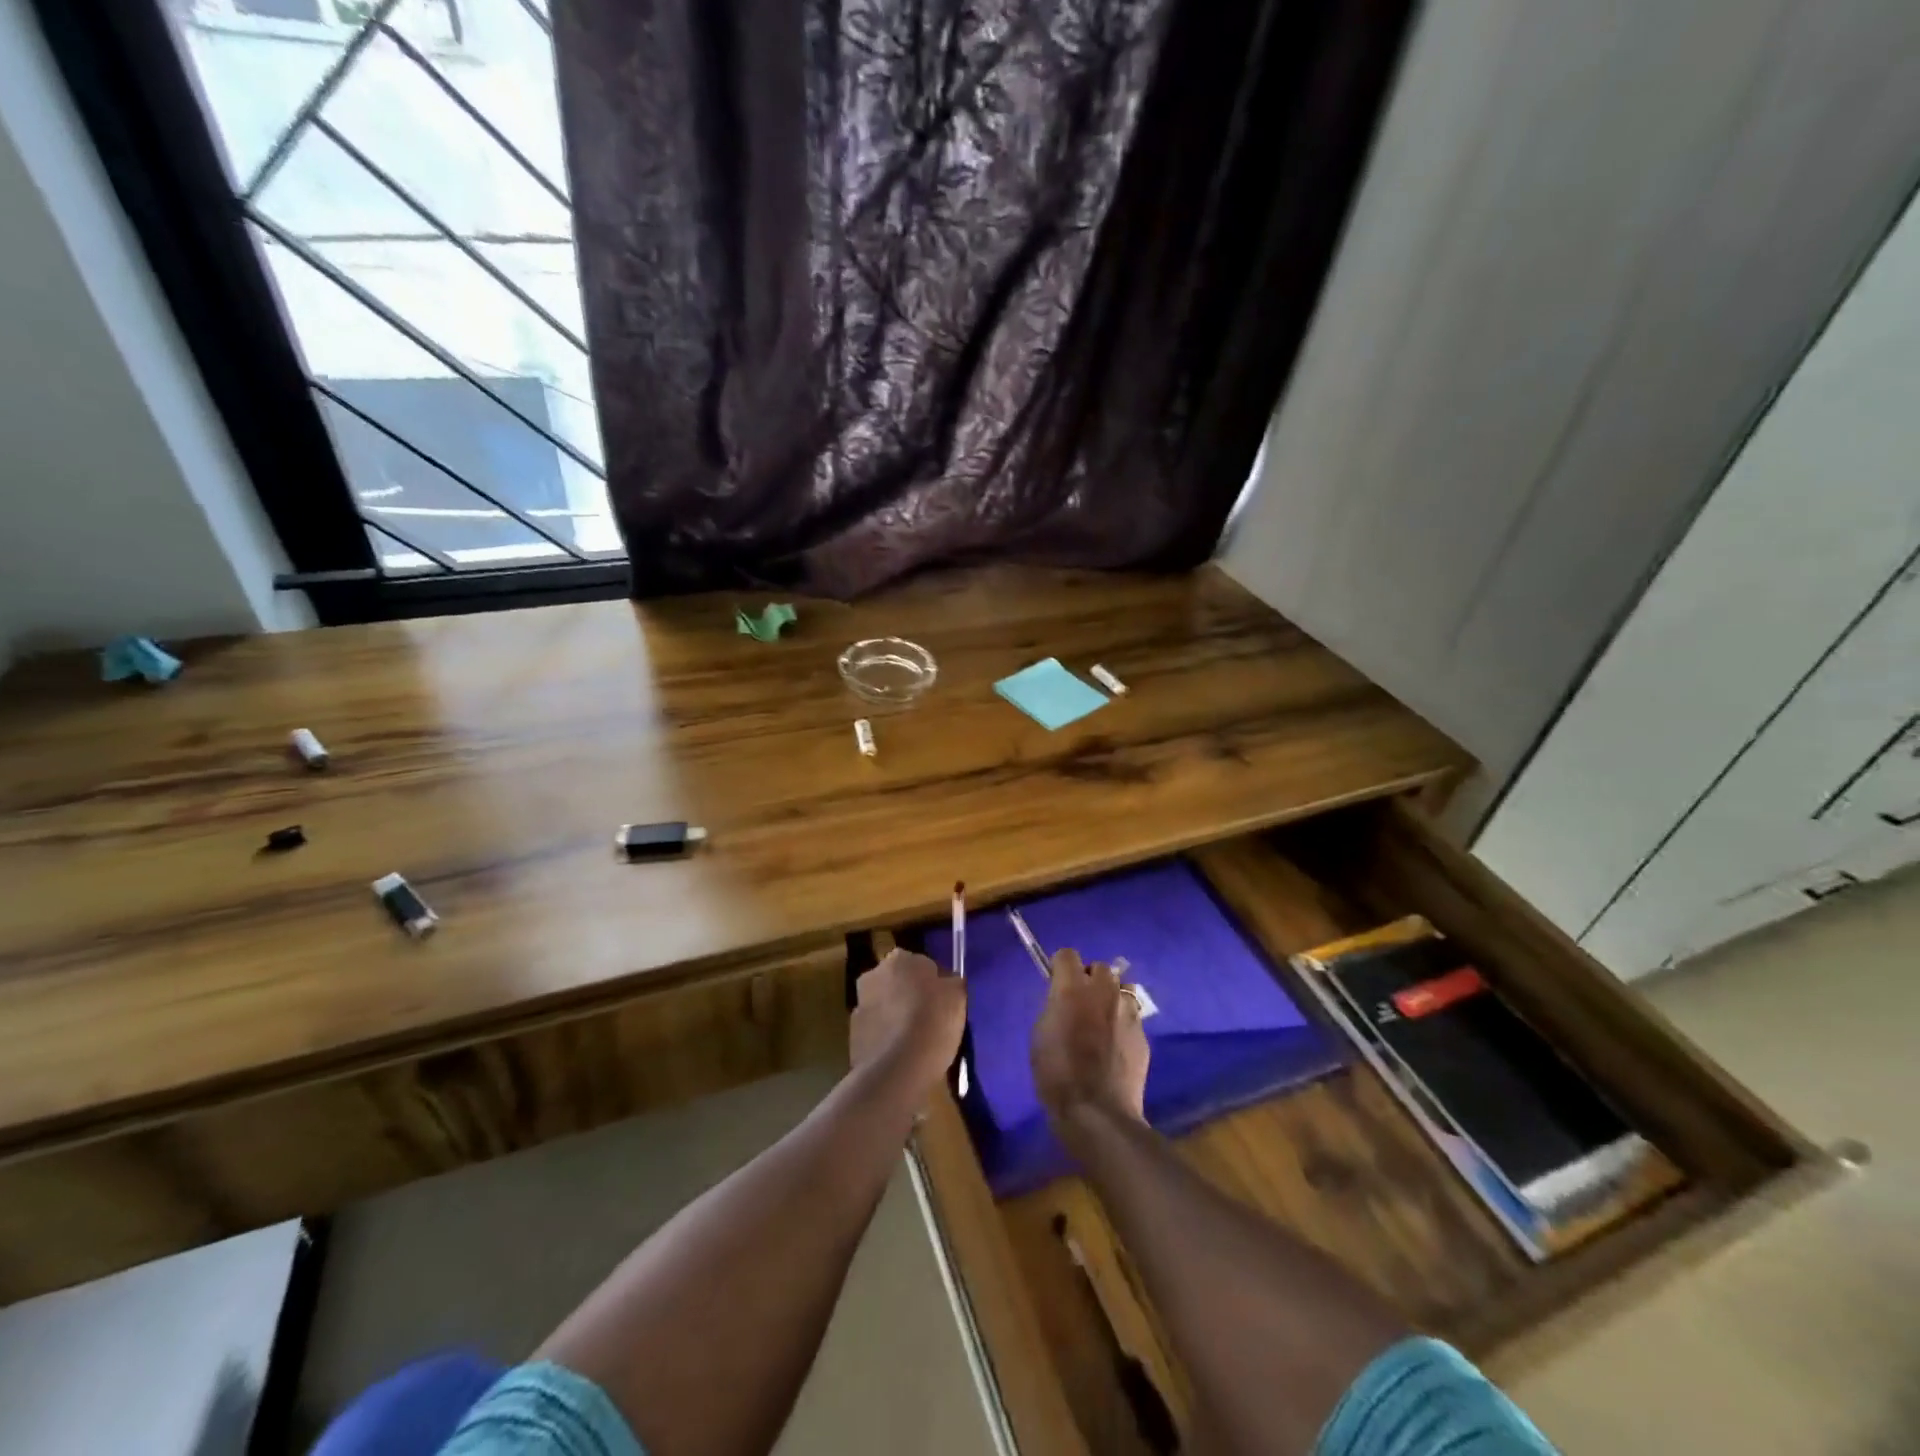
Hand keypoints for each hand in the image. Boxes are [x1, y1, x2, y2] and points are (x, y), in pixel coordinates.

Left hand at [850, 948, 966, 1100]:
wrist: (897, 1069)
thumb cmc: (932, 1022)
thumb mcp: (958, 996)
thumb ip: (952, 982)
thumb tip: (947, 982)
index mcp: (901, 958)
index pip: (924, 965)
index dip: (936, 984)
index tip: (946, 1003)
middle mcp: (874, 974)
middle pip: (900, 983)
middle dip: (912, 996)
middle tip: (932, 1020)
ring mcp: (859, 1004)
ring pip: (885, 1006)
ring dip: (897, 1016)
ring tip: (918, 1041)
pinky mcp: (852, 1034)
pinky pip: (877, 1030)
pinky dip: (886, 1038)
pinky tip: (902, 1055)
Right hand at [1031, 947, 1148, 1132]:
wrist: (1097, 1112)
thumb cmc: (1057, 1074)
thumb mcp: (1040, 1034)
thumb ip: (1054, 1007)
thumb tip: (1063, 1000)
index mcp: (1072, 988)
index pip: (1067, 954)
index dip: (1060, 967)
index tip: (1056, 983)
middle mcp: (1103, 991)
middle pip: (1099, 967)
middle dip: (1089, 978)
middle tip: (1080, 1003)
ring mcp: (1127, 1011)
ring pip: (1122, 988)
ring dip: (1111, 996)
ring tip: (1102, 1020)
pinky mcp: (1143, 1033)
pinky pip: (1132, 1015)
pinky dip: (1122, 1022)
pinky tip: (1115, 1045)